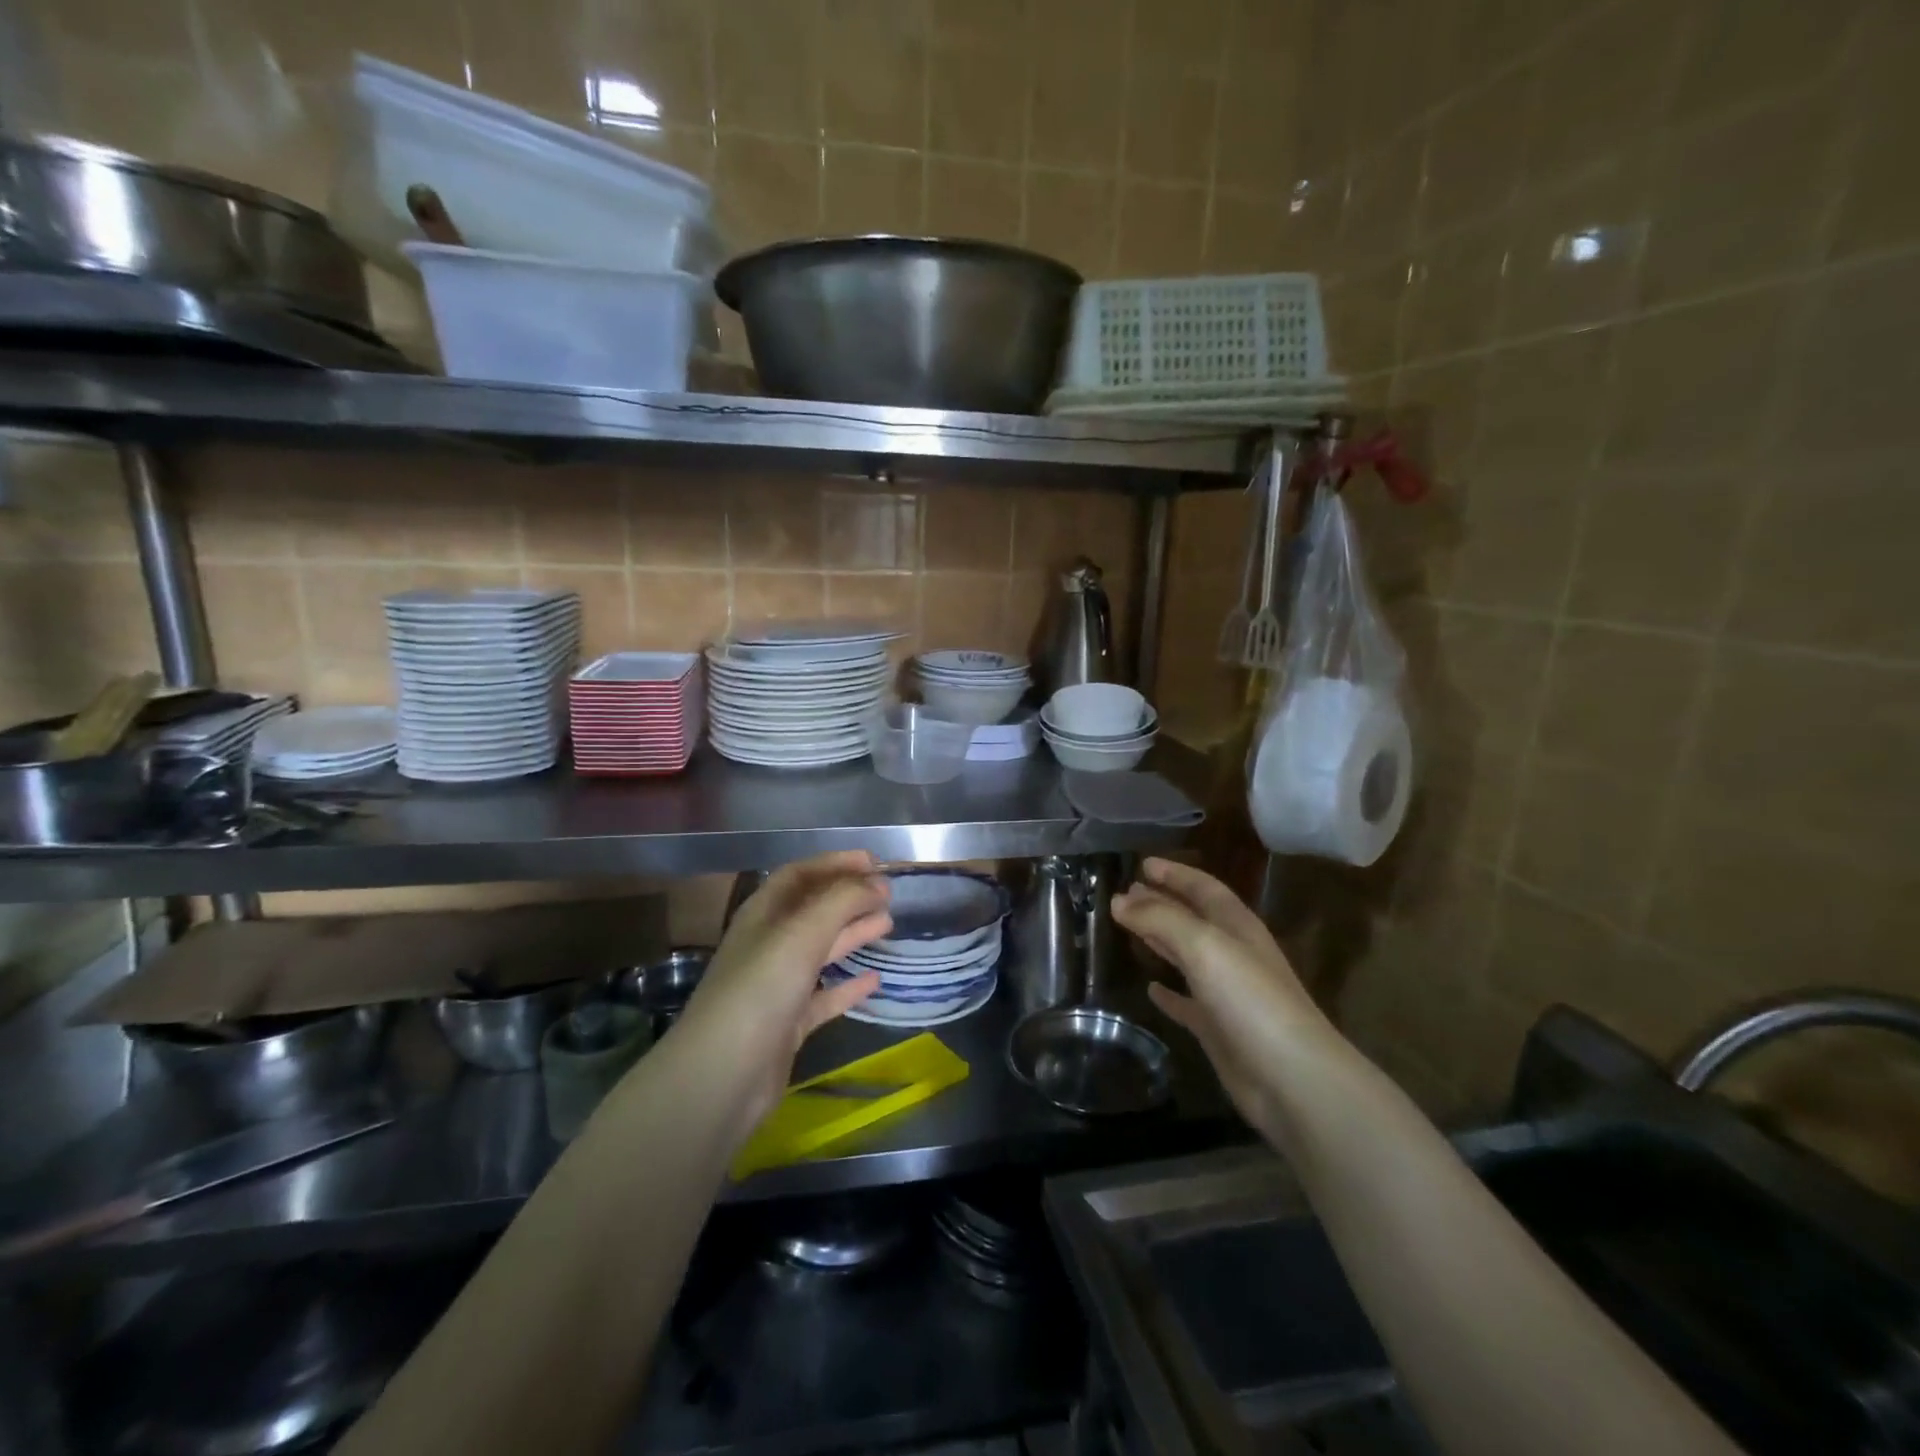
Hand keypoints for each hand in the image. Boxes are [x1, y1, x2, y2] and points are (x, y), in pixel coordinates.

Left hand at [671, 852, 891, 1125]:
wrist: (723, 1075)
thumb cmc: (761, 989)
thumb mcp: (802, 933)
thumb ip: (842, 901)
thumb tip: (877, 883)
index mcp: (763, 915)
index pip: (800, 875)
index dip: (835, 864)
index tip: (875, 863)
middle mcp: (769, 944)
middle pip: (813, 910)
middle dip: (849, 898)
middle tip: (888, 894)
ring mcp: (777, 985)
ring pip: (821, 950)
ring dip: (853, 934)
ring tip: (888, 923)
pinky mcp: (788, 1023)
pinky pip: (824, 996)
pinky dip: (848, 986)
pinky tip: (875, 980)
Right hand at [1113, 858, 1335, 1140]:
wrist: (1292, 1078)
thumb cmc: (1250, 999)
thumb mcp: (1203, 945)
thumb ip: (1160, 919)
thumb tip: (1119, 901)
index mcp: (1236, 926)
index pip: (1202, 887)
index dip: (1174, 873)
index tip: (1141, 863)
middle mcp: (1233, 954)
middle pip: (1193, 918)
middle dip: (1161, 902)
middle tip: (1125, 894)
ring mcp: (1227, 993)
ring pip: (1187, 956)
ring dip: (1160, 940)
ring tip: (1128, 929)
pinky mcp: (1218, 1030)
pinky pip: (1186, 1002)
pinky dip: (1168, 993)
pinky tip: (1149, 990)